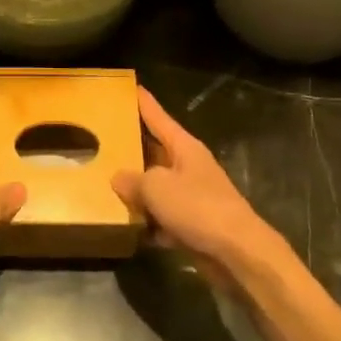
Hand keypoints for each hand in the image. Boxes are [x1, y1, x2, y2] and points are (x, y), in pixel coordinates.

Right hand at [111, 87, 285, 287]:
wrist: (236, 252)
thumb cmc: (198, 207)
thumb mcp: (156, 187)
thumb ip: (133, 180)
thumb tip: (118, 178)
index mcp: (184, 147)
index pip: (159, 118)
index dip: (144, 103)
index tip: (131, 87)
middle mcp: (189, 167)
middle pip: (156, 151)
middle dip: (133, 147)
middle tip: (104, 138)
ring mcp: (192, 196)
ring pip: (157, 187)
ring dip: (137, 189)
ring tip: (105, 184)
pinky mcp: (192, 224)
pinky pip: (163, 217)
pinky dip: (148, 222)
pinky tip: (127, 226)